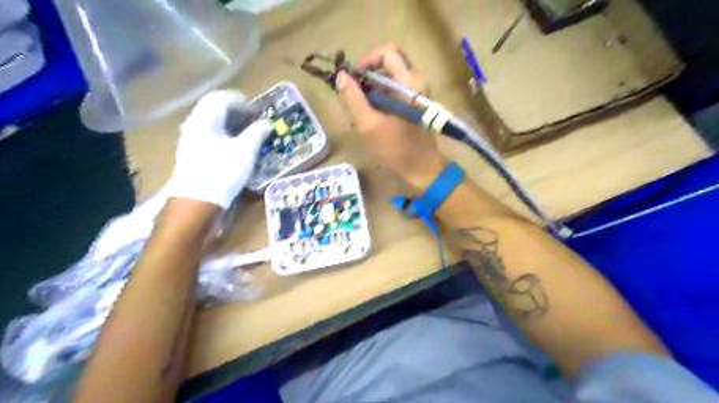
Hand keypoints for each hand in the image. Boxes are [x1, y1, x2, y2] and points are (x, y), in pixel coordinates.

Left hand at [166, 89, 272, 208]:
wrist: (197, 201)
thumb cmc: (222, 172)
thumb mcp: (245, 151)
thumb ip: (257, 133)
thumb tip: (266, 123)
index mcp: (205, 119)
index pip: (222, 98)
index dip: (242, 101)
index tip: (257, 112)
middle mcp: (194, 124)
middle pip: (215, 108)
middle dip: (237, 111)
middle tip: (254, 121)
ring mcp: (191, 138)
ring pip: (212, 121)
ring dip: (231, 123)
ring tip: (248, 133)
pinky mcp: (192, 152)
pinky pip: (210, 133)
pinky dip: (224, 133)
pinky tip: (234, 145)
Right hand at [334, 43, 447, 188]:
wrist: (423, 170)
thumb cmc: (397, 149)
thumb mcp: (369, 126)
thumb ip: (353, 99)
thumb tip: (341, 76)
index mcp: (409, 83)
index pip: (387, 52)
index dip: (367, 61)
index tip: (353, 80)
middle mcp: (415, 83)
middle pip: (387, 66)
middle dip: (366, 80)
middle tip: (354, 99)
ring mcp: (416, 96)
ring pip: (389, 82)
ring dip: (371, 93)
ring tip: (359, 114)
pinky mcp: (413, 107)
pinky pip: (393, 94)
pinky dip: (379, 102)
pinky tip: (370, 120)